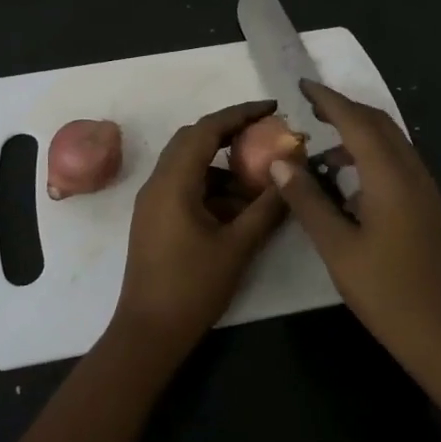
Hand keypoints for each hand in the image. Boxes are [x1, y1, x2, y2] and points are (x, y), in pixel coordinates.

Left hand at [114, 100, 287, 360]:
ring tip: (259, 180)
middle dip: (231, 134)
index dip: (240, 114)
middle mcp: (157, 183)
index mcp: (173, 182)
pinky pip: (185, 186)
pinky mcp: (155, 218)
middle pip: (193, 140)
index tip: (271, 108)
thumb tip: (291, 173)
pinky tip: (239, 207)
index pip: (207, 129)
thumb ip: (267, 207)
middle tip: (266, 136)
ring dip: (223, 165)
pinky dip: (212, 186)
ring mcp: (153, 201)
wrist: (148, 333)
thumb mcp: (238, 246)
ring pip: (189, 164)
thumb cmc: (192, 288)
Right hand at [269, 80, 440, 372]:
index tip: (302, 86)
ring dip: (358, 133)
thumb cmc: (389, 294)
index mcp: (390, 176)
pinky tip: (349, 180)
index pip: (356, 121)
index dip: (328, 100)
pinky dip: (371, 155)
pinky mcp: (428, 206)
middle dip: (344, 109)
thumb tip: (280, 162)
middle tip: (309, 110)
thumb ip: (308, 202)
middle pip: (378, 123)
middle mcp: (412, 171)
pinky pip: (397, 162)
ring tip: (321, 149)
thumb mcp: (338, 249)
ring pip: (391, 142)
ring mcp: (425, 188)